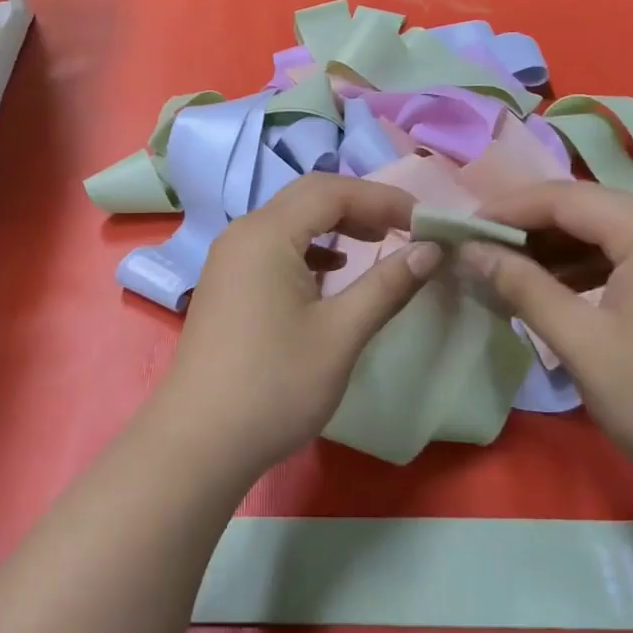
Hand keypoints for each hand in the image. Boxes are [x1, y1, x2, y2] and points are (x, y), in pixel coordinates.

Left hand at [151, 174, 441, 481]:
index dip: (384, 199)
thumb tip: (432, 249)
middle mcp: (243, 234)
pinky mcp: (226, 284)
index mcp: (267, 233)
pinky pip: (274, 247)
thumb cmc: (275, 385)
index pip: (333, 191)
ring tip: (377, 242)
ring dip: (335, 225)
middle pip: (308, 198)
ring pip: (290, 221)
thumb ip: (387, 284)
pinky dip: (310, 249)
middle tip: (405, 227)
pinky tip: (332, 273)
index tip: (426, 221)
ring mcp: (229, 259)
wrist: (200, 442)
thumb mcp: (341, 334)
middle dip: (360, 205)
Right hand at [462, 182, 632, 508]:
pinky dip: (596, 266)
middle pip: (592, 208)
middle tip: (480, 252)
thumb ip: (522, 287)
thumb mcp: (583, 345)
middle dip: (532, 229)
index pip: (566, 198)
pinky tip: (562, 289)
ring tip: (510, 272)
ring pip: (614, 230)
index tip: (460, 227)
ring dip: (561, 249)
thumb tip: (469, 250)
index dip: (507, 209)